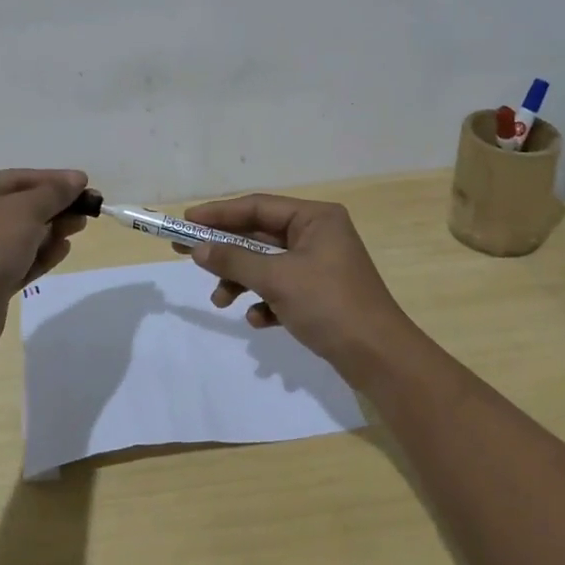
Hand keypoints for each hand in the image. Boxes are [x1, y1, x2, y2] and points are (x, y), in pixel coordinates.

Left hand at [0, 169, 88, 349]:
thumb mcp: (25, 210)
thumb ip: (54, 192)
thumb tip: (76, 179)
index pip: (17, 178)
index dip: (53, 179)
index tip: (85, 183)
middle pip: (20, 206)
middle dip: (55, 207)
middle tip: (87, 209)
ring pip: (21, 235)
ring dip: (51, 230)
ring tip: (79, 228)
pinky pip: (18, 260)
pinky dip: (40, 254)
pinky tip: (63, 250)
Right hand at [182, 194, 414, 379]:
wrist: (379, 358)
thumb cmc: (329, 305)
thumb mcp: (277, 279)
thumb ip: (234, 261)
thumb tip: (198, 248)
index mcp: (315, 218)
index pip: (258, 206)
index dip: (220, 213)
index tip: (187, 221)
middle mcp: (318, 235)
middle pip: (259, 235)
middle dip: (226, 251)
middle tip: (185, 253)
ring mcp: (319, 265)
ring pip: (267, 264)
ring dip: (241, 281)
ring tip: (221, 302)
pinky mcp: (319, 294)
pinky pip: (281, 289)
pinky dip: (265, 301)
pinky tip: (259, 320)